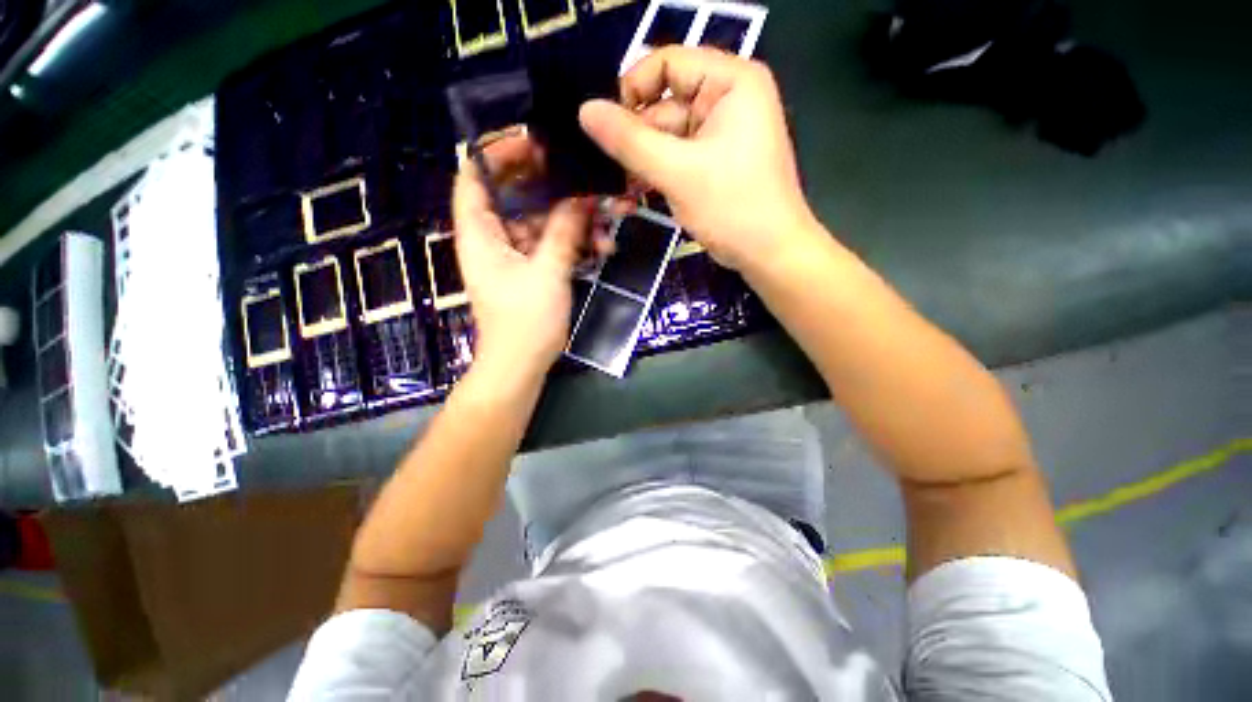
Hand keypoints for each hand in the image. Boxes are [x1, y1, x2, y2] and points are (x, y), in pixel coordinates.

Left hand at [452, 154, 592, 376]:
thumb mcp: (548, 272)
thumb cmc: (525, 322)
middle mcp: (492, 238)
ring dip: (571, 221)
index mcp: (480, 233)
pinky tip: (600, 247)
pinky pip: (551, 245)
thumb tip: (581, 197)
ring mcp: (514, 256)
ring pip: (540, 222)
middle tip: (580, 176)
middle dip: (548, 185)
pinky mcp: (531, 271)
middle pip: (513, 195)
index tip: (535, 143)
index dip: (498, 154)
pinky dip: (573, 243)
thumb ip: (564, 231)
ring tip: (604, 224)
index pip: (474, 176)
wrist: (521, 366)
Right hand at [579, 47, 817, 273]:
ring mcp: (720, 134)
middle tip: (609, 171)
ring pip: (666, 137)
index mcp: (731, 82)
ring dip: (642, 163)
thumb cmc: (732, 207)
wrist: (769, 253)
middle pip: (664, 105)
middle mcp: (727, 99)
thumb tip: (585, 111)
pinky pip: (676, 158)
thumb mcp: (677, 172)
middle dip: (636, 140)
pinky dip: (656, 174)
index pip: (667, 63)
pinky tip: (636, 195)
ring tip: (621, 191)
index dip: (633, 90)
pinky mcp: (713, 163)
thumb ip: (629, 141)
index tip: (607, 128)